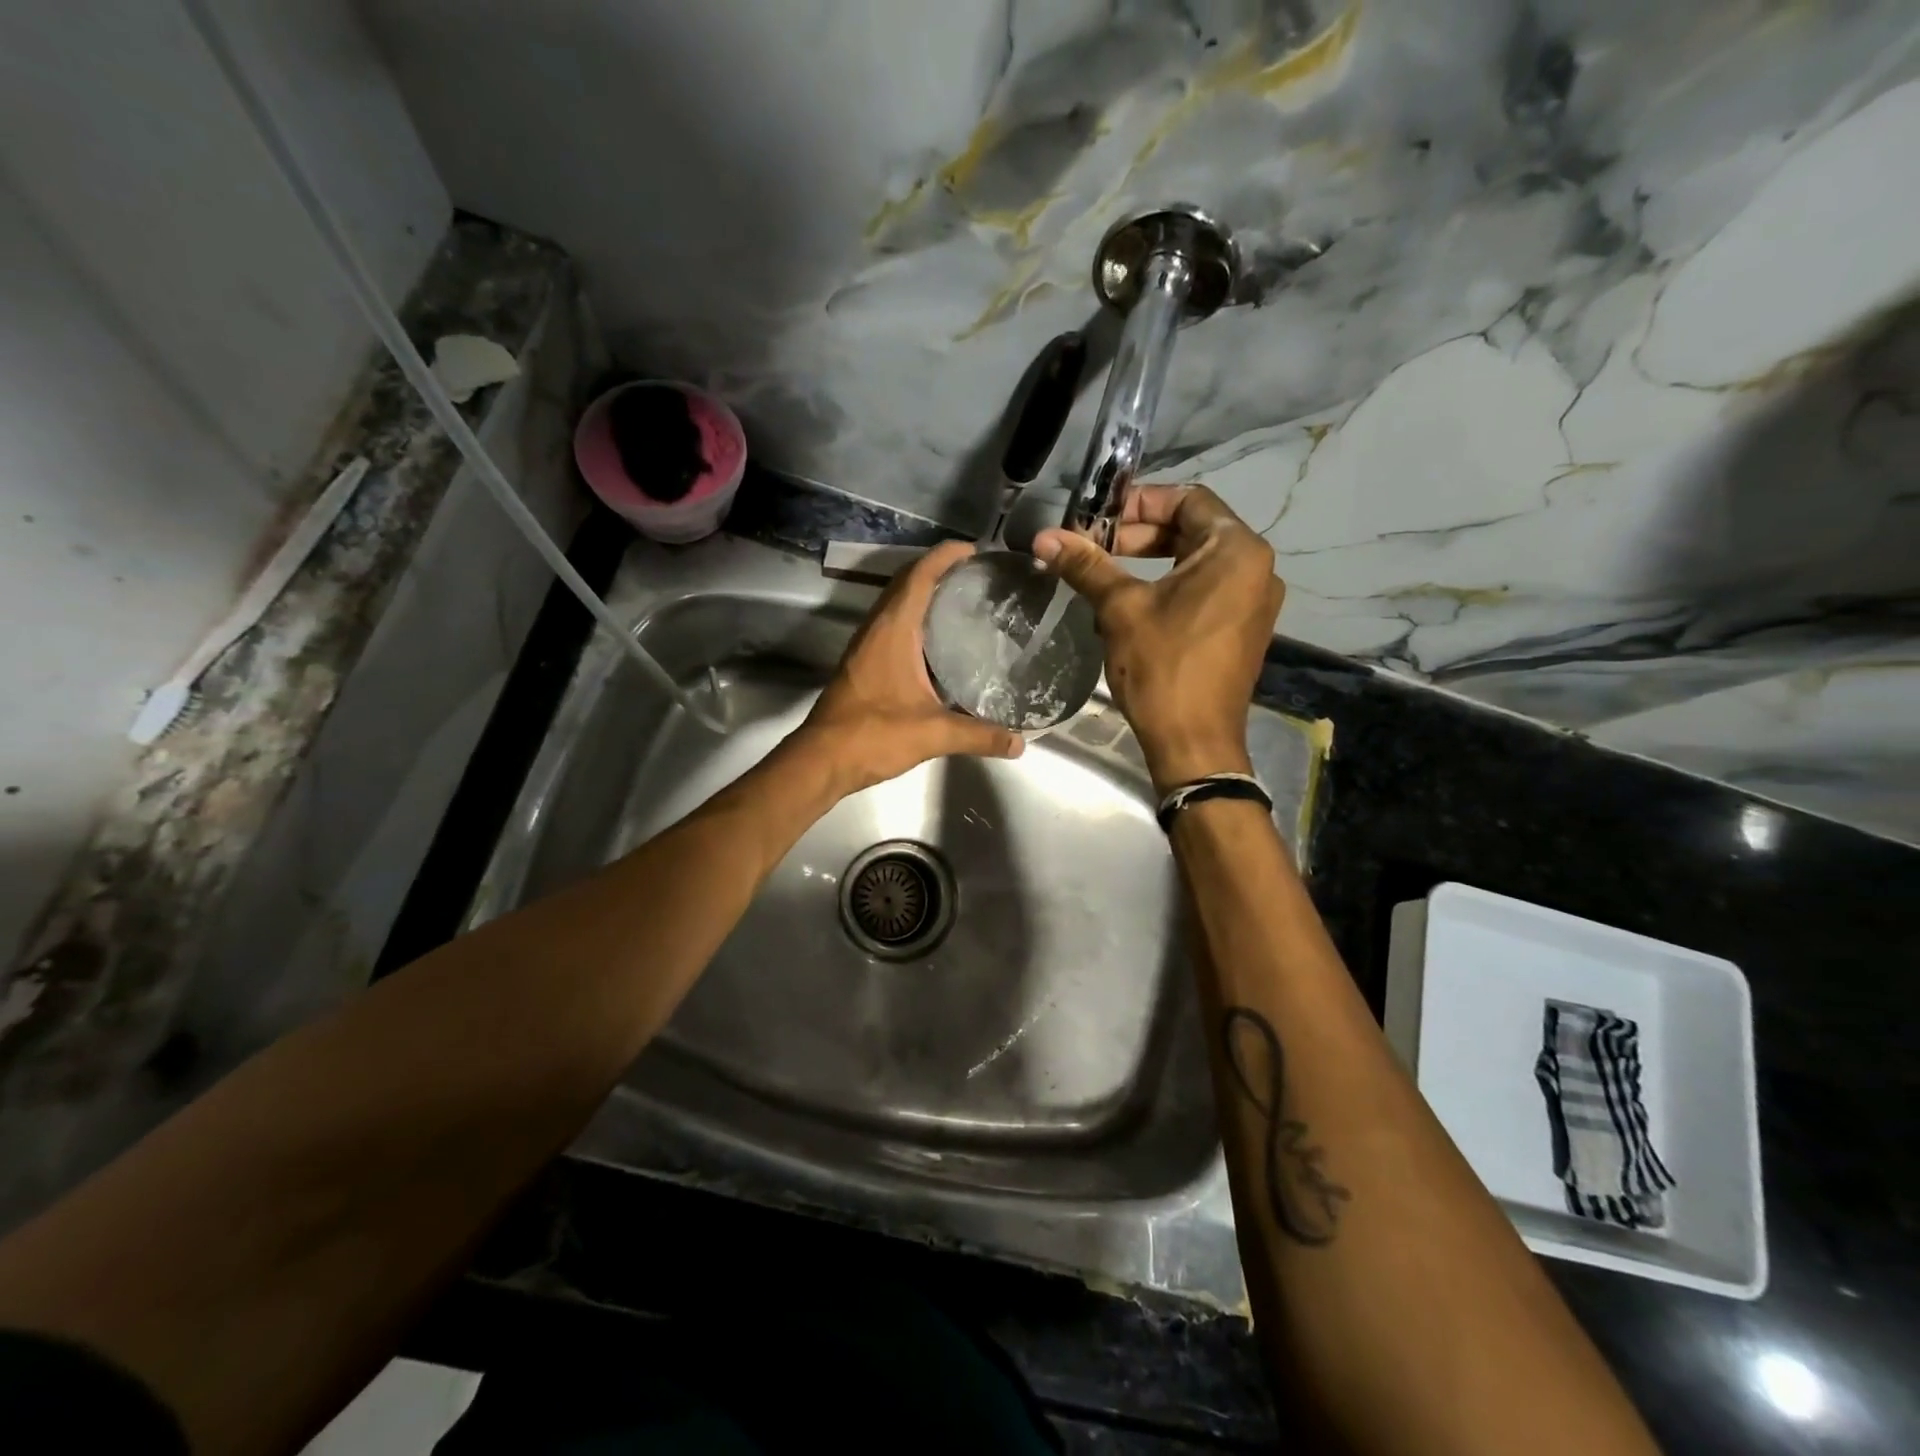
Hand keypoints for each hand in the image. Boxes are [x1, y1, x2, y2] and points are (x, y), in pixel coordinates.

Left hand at [795, 540, 1024, 797]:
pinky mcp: (863, 663)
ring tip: (963, 600)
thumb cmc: (874, 735)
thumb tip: (1019, 742)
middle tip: (977, 575)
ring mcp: (866, 645)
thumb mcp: (934, 734)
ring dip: (924, 594)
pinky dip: (915, 619)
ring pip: (897, 604)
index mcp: (893, 630)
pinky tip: (938, 642)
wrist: (823, 759)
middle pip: (907, 583)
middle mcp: (877, 628)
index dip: (945, 556)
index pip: (919, 576)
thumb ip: (979, 736)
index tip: (976, 550)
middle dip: (939, 570)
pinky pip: (892, 625)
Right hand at [1034, 486, 1282, 790]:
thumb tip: (1045, 537)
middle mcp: (1256, 568)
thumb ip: (1087, 566)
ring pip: (1196, 562)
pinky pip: (1205, 590)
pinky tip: (1132, 605)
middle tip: (1093, 547)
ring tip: (1105, 575)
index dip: (1139, 502)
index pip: (1188, 499)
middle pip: (1193, 529)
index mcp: (1236, 550)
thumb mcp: (1120, 609)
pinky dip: (1169, 587)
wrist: (1195, 742)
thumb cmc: (1162, 668)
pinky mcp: (1243, 628)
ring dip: (1150, 562)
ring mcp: (1254, 600)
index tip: (1098, 518)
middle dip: (1139, 535)